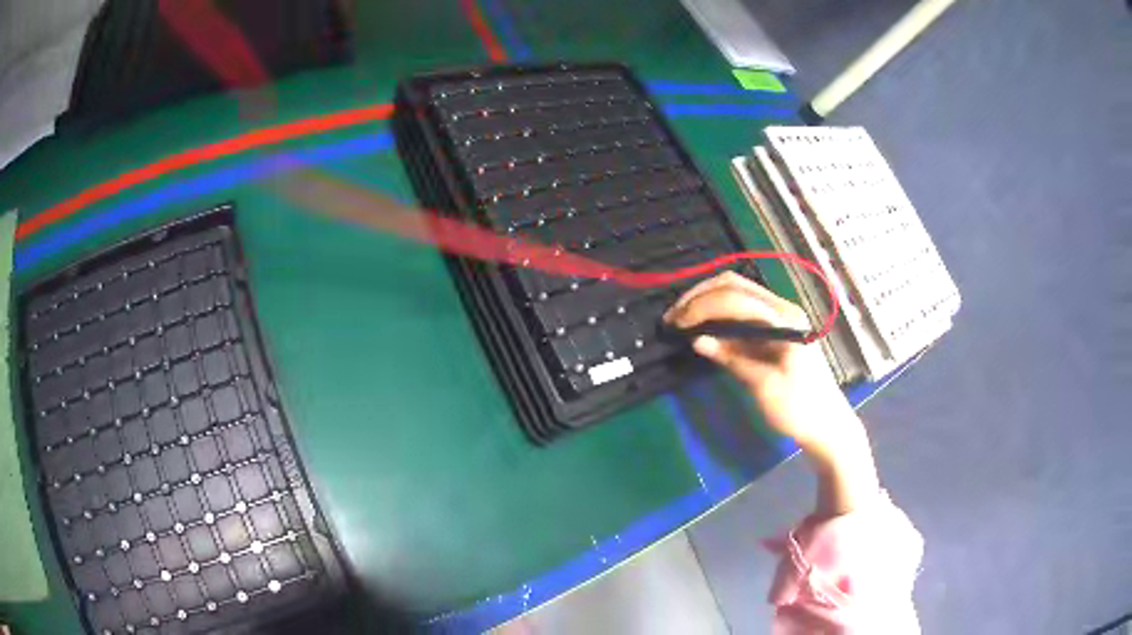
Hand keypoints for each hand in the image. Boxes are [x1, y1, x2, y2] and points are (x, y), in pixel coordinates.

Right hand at [663, 272, 850, 451]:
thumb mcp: (763, 386)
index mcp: (784, 320)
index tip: (676, 324)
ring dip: (706, 302)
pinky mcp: (775, 329)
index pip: (735, 298)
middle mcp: (782, 310)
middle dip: (699, 296)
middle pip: (734, 285)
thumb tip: (697, 341)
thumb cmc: (799, 409)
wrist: (827, 424)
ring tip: (681, 320)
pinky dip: (718, 315)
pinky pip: (742, 312)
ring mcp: (779, 317)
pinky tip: (701, 327)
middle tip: (673, 317)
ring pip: (736, 294)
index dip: (701, 306)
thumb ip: (732, 359)